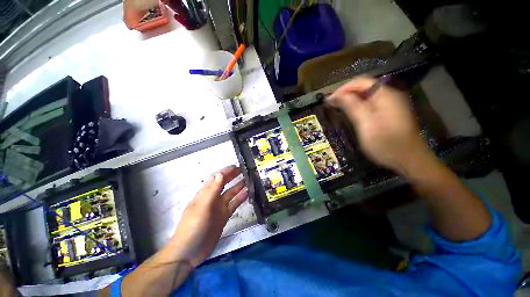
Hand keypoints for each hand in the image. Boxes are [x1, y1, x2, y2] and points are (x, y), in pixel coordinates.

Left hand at [168, 165, 247, 266]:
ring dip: (239, 186)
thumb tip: (220, 173)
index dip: (225, 171)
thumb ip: (212, 190)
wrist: (189, 252)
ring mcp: (219, 208)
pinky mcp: (224, 216)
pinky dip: (240, 198)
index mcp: (205, 194)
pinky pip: (234, 204)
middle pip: (224, 184)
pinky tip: (248, 194)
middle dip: (233, 176)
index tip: (236, 166)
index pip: (216, 178)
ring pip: (231, 193)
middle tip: (244, 170)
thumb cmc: (193, 227)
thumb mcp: (202, 207)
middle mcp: (213, 198)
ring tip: (249, 180)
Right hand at [327, 76, 430, 175]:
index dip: (342, 89)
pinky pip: (369, 105)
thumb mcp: (365, 123)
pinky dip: (357, 107)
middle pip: (363, 88)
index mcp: (384, 94)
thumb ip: (351, 106)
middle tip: (330, 105)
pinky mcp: (388, 114)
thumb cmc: (386, 142)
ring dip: (349, 101)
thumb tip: (335, 95)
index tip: (328, 100)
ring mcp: (389, 105)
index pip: (359, 82)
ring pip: (365, 97)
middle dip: (345, 94)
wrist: (409, 160)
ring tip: (336, 108)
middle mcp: (388, 95)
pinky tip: (349, 114)